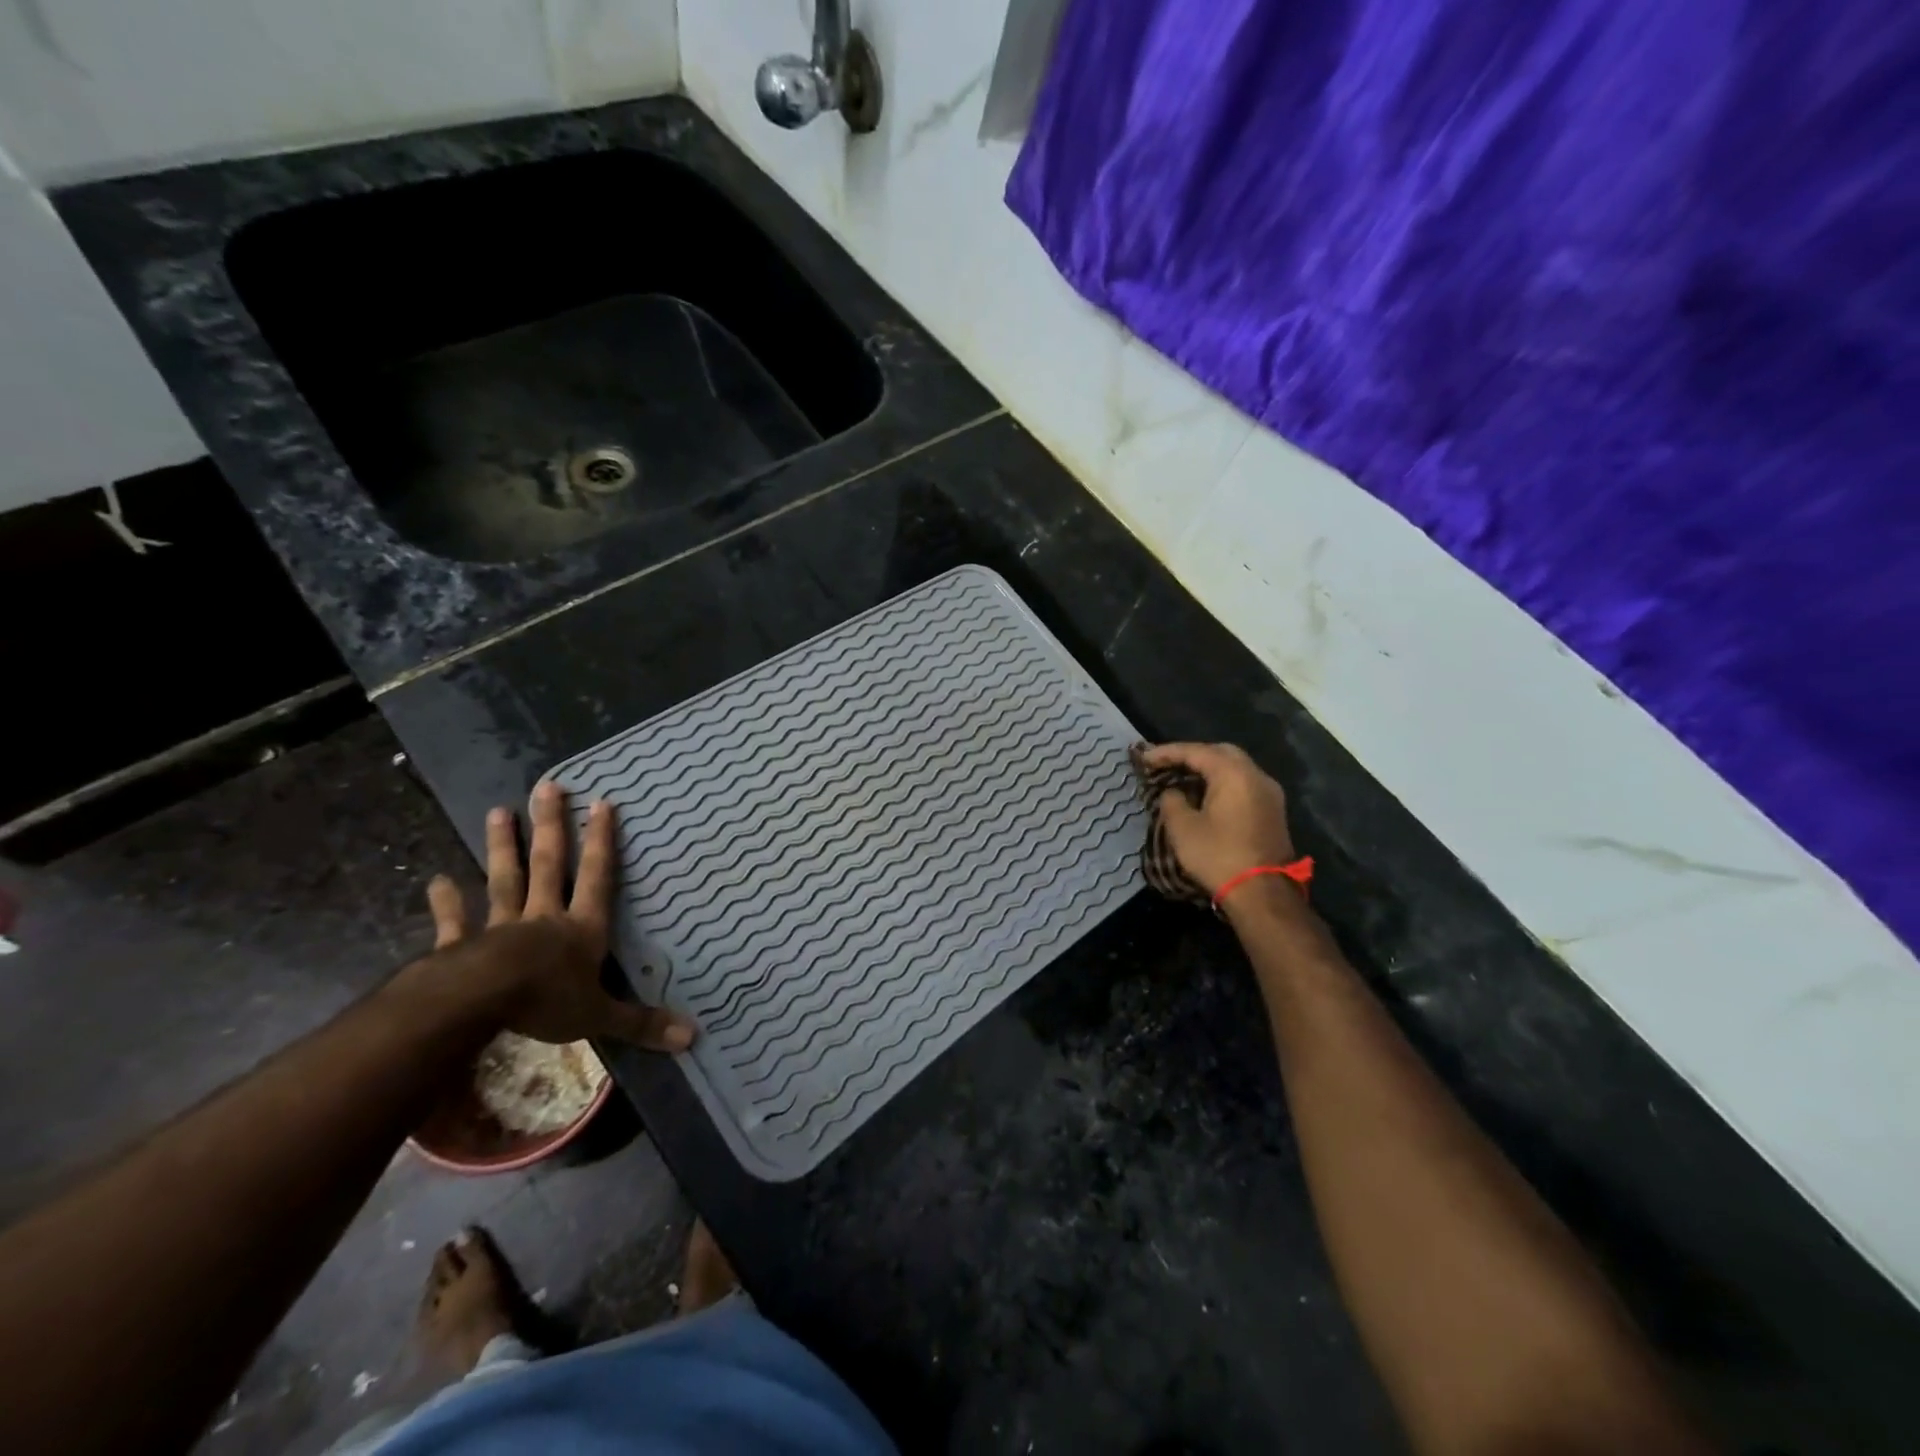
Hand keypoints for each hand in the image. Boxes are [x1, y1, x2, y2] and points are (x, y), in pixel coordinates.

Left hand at [423, 781, 694, 1050]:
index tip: (602, 803)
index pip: (598, 877)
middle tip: (548, 787)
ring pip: (505, 880)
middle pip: (550, 864)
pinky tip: (436, 881)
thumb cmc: (545, 1002)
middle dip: (551, 826)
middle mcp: (544, 917)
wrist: (477, 1004)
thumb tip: (693, 1037)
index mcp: (581, 928)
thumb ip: (642, 1022)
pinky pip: (455, 922)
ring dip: (503, 848)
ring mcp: (501, 927)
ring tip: (498, 812)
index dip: (602, 842)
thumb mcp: (601, 1016)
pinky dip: (446, 903)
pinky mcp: (463, 945)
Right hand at [1139, 742, 1297, 895]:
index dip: (1167, 752)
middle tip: (1166, 763)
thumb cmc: (1218, 856)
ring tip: (1182, 777)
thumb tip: (1173, 792)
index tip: (1144, 758)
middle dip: (1192, 755)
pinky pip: (1244, 784)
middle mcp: (1256, 776)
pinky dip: (1222, 782)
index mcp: (1234, 774)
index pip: (1196, 751)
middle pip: (1220, 753)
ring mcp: (1269, 793)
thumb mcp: (1183, 828)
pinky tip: (1205, 794)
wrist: (1263, 893)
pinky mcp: (1273, 811)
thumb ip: (1172, 801)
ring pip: (1235, 768)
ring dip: (1209, 769)